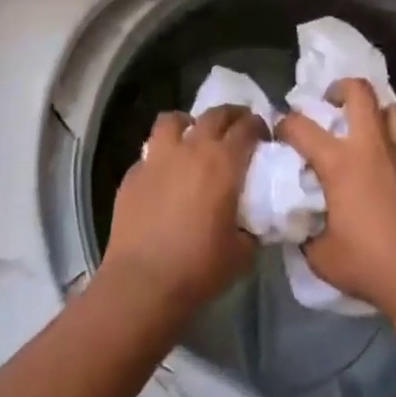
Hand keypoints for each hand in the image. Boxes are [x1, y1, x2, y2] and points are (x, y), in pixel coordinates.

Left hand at [103, 105, 264, 309]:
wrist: (143, 282)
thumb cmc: (199, 267)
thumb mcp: (242, 252)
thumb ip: (253, 228)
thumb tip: (254, 222)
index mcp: (223, 163)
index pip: (247, 128)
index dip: (258, 126)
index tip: (263, 135)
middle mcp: (190, 149)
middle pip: (214, 115)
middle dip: (231, 115)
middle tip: (238, 127)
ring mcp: (157, 158)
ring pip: (173, 120)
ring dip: (188, 123)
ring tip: (193, 138)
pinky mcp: (132, 174)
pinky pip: (150, 151)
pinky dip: (162, 155)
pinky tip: (164, 175)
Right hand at [277, 80, 395, 318]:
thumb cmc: (371, 265)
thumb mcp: (321, 256)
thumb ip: (306, 232)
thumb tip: (300, 224)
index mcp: (340, 163)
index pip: (301, 126)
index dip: (284, 124)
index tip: (280, 134)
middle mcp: (371, 147)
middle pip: (359, 91)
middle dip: (339, 89)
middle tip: (330, 104)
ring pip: (393, 107)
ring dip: (376, 109)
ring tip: (364, 126)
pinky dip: (392, 138)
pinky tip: (384, 162)